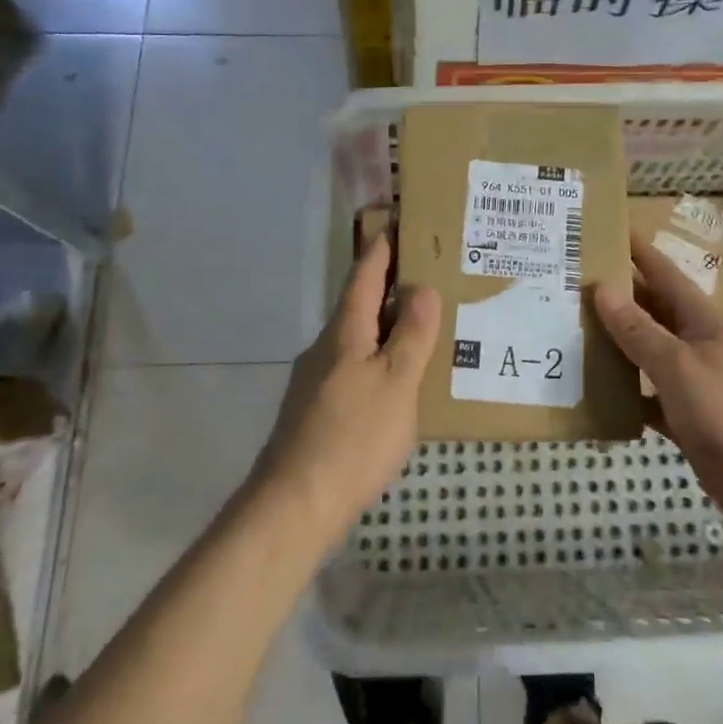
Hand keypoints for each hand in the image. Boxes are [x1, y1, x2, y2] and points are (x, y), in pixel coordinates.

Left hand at [252, 233, 440, 542]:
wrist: (294, 504)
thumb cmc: (353, 437)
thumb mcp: (396, 382)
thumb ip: (412, 335)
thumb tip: (422, 286)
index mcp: (345, 330)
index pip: (365, 273)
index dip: (383, 246)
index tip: (398, 218)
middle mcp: (325, 346)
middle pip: (359, 303)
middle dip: (390, 284)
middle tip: (429, 272)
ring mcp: (315, 379)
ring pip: (356, 337)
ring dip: (386, 324)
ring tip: (422, 325)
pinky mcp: (315, 409)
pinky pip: (353, 367)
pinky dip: (377, 357)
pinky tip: (396, 380)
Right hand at [594, 233, 722, 540]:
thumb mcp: (680, 366)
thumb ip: (639, 330)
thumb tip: (603, 288)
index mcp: (702, 318)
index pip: (661, 272)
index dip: (634, 250)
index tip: (601, 230)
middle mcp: (697, 342)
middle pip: (649, 310)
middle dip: (613, 296)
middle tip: (564, 282)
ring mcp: (694, 382)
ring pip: (645, 353)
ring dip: (613, 345)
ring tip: (566, 331)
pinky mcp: (689, 419)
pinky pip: (647, 397)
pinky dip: (624, 394)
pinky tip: (592, 393)